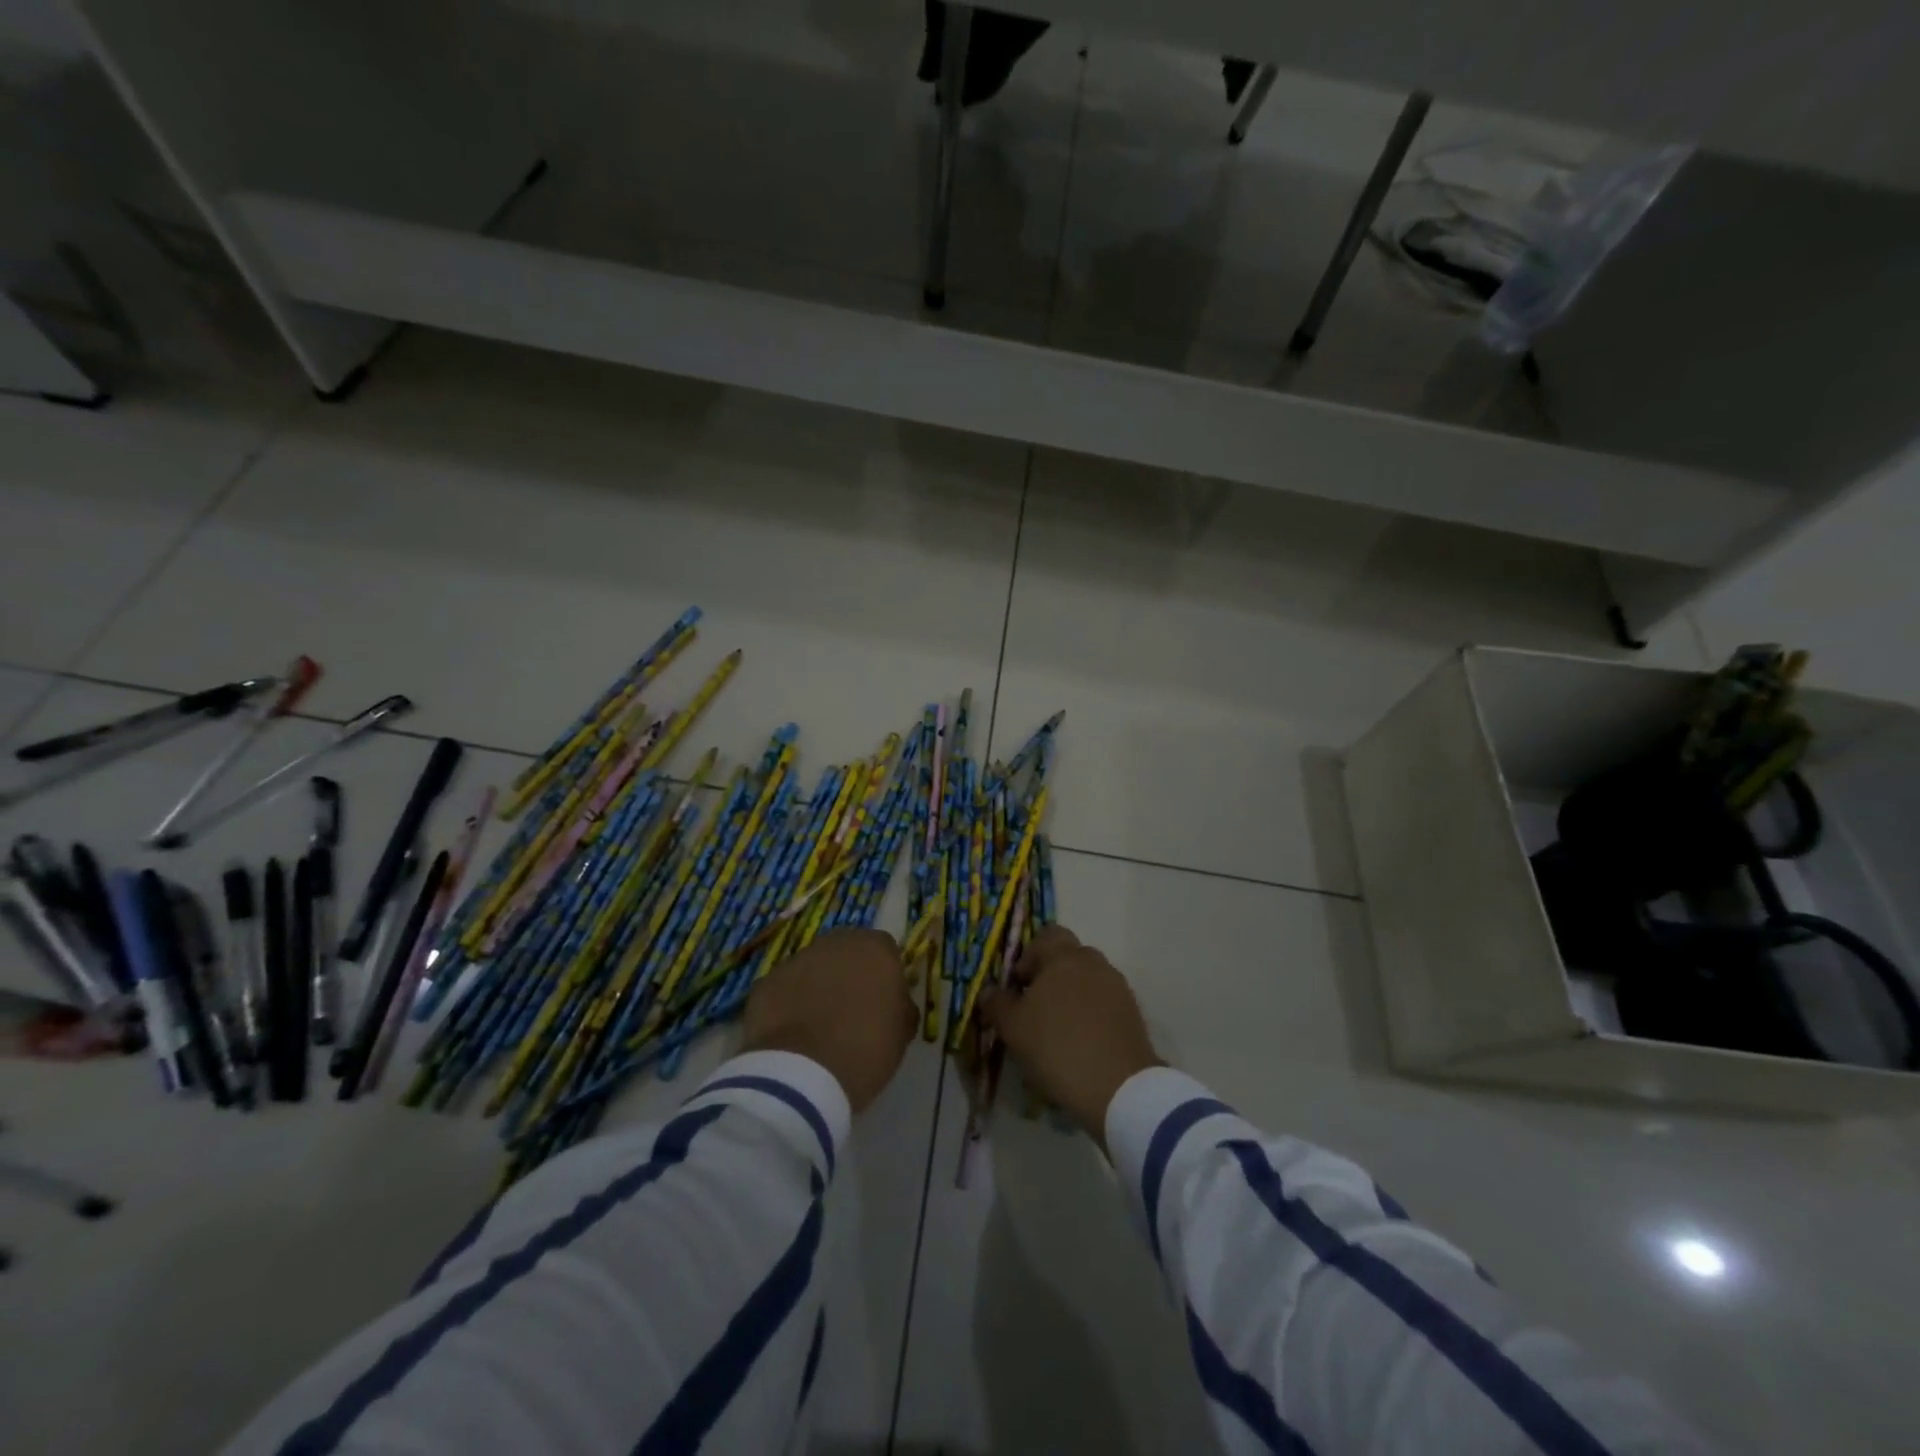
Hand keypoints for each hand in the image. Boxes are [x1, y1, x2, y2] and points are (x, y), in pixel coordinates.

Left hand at [741, 928, 915, 1112]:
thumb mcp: (901, 1034)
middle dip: (848, 973)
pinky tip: (790, 1034)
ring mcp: (797, 959)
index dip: (883, 975)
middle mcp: (836, 943)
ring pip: (812, 967)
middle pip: (846, 951)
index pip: (885, 951)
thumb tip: (896, 1003)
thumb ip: (901, 1007)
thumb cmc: (865, 1051)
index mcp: (876, 950)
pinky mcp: (766, 981)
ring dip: (816, 986)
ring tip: (816, 1025)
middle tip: (849, 1009)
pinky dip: (788, 1003)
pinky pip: (784, 988)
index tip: (882, 1001)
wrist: (802, 1074)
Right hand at [979, 925, 1161, 1149]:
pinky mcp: (1132, 1013)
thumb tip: (989, 990)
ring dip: (1071, 996)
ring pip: (1087, 981)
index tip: (1019, 986)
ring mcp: (1117, 987)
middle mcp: (1094, 963)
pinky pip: (1104, 1003)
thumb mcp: (1013, 1028)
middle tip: (1035, 1008)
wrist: (1119, 1087)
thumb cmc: (1057, 1047)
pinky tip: (1080, 1043)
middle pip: (1068, 957)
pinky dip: (1091, 1015)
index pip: (1047, 935)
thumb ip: (997, 1003)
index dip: (1029, 955)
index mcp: (1064, 957)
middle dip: (1050, 976)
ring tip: (1058, 1030)